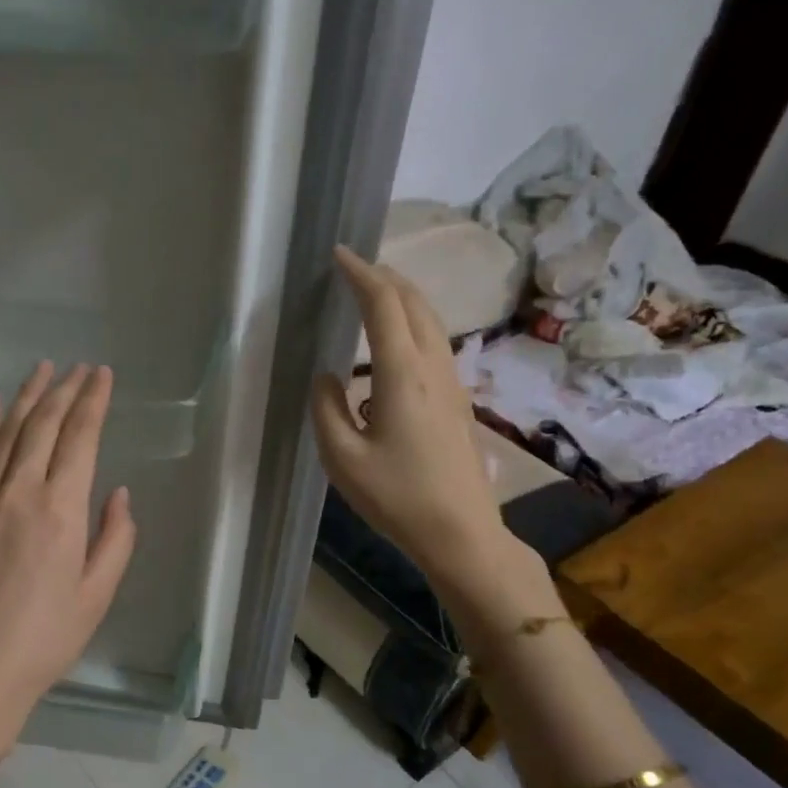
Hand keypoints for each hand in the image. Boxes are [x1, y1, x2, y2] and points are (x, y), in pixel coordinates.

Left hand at [0, 362, 136, 787]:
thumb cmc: (44, 640)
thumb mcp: (96, 595)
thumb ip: (114, 539)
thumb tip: (117, 493)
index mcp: (60, 511)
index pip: (79, 438)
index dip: (93, 401)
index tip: (102, 375)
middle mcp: (19, 492)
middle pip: (43, 425)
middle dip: (65, 390)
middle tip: (80, 367)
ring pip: (7, 433)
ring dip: (28, 397)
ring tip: (43, 369)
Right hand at [311, 247, 551, 628]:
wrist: (461, 533)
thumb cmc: (397, 497)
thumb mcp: (342, 458)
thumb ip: (326, 409)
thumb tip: (327, 376)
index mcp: (402, 374)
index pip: (383, 305)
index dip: (361, 274)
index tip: (339, 255)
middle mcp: (433, 367)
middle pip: (415, 303)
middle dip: (385, 277)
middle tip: (354, 269)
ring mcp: (451, 383)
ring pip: (430, 322)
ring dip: (402, 299)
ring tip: (372, 296)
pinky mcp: (457, 401)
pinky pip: (435, 344)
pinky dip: (412, 324)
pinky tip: (392, 346)